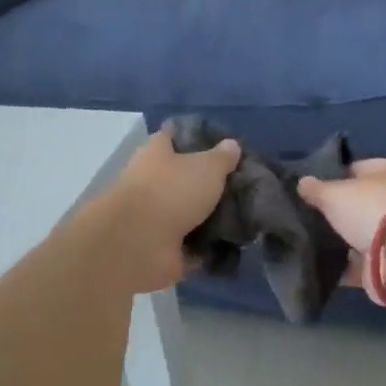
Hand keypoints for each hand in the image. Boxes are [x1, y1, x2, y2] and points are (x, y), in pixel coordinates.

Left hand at [95, 128, 240, 292]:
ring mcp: (155, 218)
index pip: (172, 137)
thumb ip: (222, 157)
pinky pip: (191, 245)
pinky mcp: (162, 248)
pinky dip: (208, 247)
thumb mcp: (207, 166)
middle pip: (182, 177)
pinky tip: (234, 243)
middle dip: (207, 182)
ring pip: (188, 213)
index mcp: (156, 154)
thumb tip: (232, 145)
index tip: (221, 143)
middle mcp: (151, 183)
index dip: (194, 137)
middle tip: (241, 184)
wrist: (140, 243)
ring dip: (210, 217)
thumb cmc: (172, 191)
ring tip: (245, 215)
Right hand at [297, 159, 385, 297]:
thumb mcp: (334, 192)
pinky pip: (362, 264)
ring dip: (342, 241)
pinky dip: (345, 267)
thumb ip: (316, 189)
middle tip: (309, 217)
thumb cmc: (372, 208)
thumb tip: (302, 183)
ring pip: (362, 235)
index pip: (360, 168)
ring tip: (310, 242)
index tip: (312, 190)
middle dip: (339, 212)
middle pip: (363, 204)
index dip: (336, 177)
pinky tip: (321, 267)